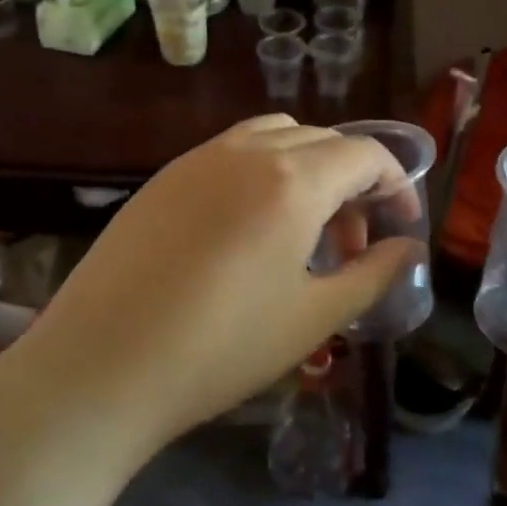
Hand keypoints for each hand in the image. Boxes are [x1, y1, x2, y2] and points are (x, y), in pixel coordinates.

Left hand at [8, 115, 421, 444]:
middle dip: (352, 182)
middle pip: (322, 141)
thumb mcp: (313, 318)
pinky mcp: (163, 178)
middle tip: (351, 245)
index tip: (400, 228)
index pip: (365, 154)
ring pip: (275, 138)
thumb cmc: (220, 349)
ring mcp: (198, 159)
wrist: (100, 367)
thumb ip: (372, 274)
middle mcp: (247, 151)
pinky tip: (247, 232)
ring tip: (301, 232)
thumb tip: (407, 248)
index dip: (395, 185)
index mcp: (293, 180)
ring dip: (306, 170)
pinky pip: (230, 153)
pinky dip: (262, 173)